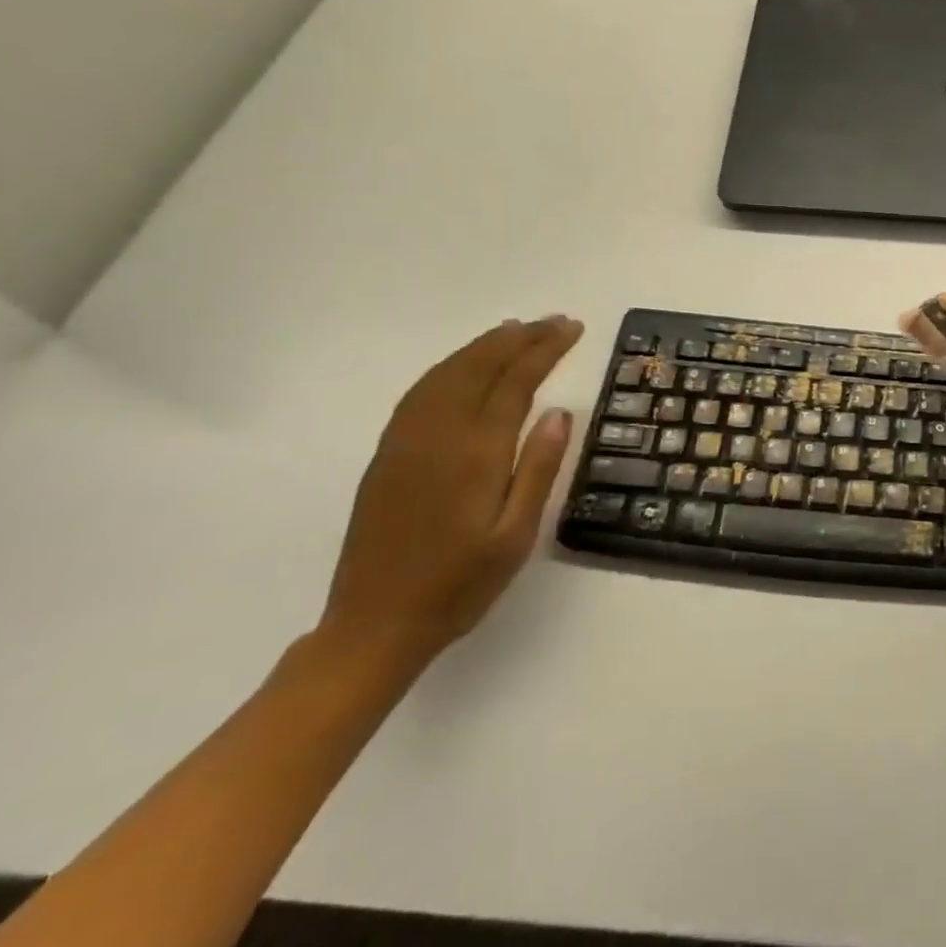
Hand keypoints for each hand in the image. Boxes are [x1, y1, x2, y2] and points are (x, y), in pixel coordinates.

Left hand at [319, 316, 584, 670]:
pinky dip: (450, 366)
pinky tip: (465, 365)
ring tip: (516, 330)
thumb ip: (539, 469)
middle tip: (554, 321)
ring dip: (484, 346)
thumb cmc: (461, 585)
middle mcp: (438, 436)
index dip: (544, 350)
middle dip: (519, 338)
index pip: (515, 382)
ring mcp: (406, 442)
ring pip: (447, 373)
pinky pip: (421, 391)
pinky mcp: (387, 455)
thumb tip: (559, 411)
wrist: (374, 625)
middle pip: (479, 367)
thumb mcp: (517, 535)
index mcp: (475, 454)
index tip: (571, 328)